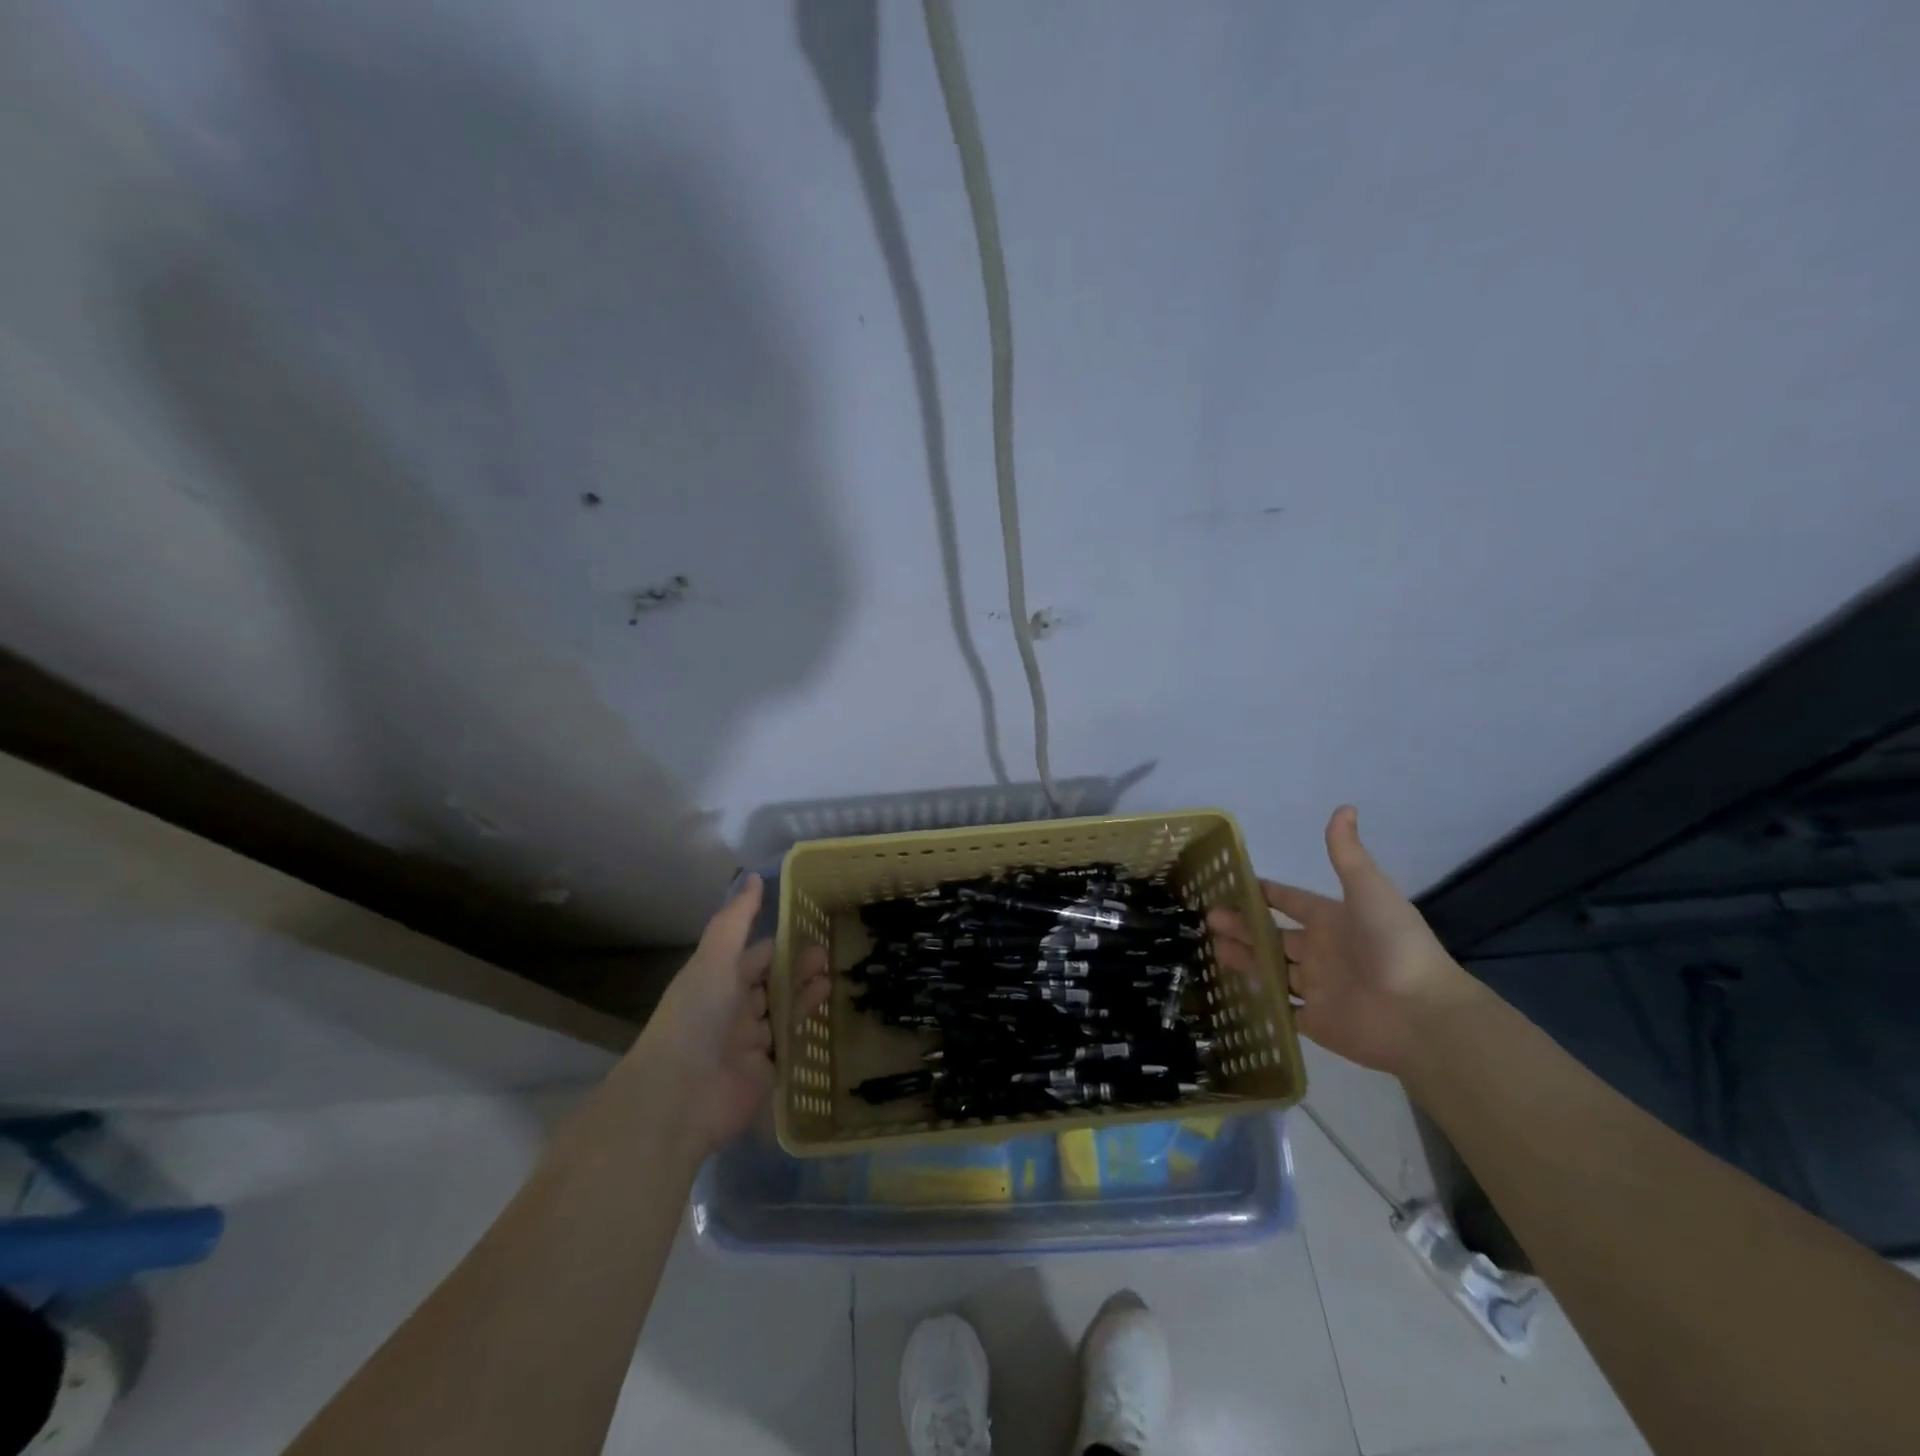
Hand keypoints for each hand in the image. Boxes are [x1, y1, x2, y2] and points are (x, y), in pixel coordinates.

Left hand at [629, 874, 828, 1159]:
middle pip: (771, 982)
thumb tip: (755, 877)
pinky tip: (827, 1012)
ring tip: (831, 976)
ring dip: (805, 993)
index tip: (813, 924)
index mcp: (717, 980)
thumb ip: (736, 920)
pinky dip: (807, 1028)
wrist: (680, 1096)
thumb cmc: (696, 1017)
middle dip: (798, 966)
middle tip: (829, 952)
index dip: (780, 939)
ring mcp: (749, 1042)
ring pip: (782, 1011)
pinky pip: (790, 1045)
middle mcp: (732, 1008)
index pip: (754, 955)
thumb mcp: (714, 959)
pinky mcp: (765, 1071)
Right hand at [1208, 806, 1475, 1075]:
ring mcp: (1319, 988)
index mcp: (1332, 920)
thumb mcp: (1368, 889)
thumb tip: (1344, 807)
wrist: (1420, 1014)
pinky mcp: (1317, 1022)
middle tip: (1209, 918)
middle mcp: (1323, 952)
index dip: (1265, 893)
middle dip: (1244, 926)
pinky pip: (1282, 1010)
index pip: (1291, 901)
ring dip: (1245, 958)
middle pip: (1275, 936)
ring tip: (1212, 948)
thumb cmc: (1391, 944)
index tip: (1233, 885)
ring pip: (1273, 970)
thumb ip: (1347, 853)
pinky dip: (1261, 1002)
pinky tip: (1232, 990)